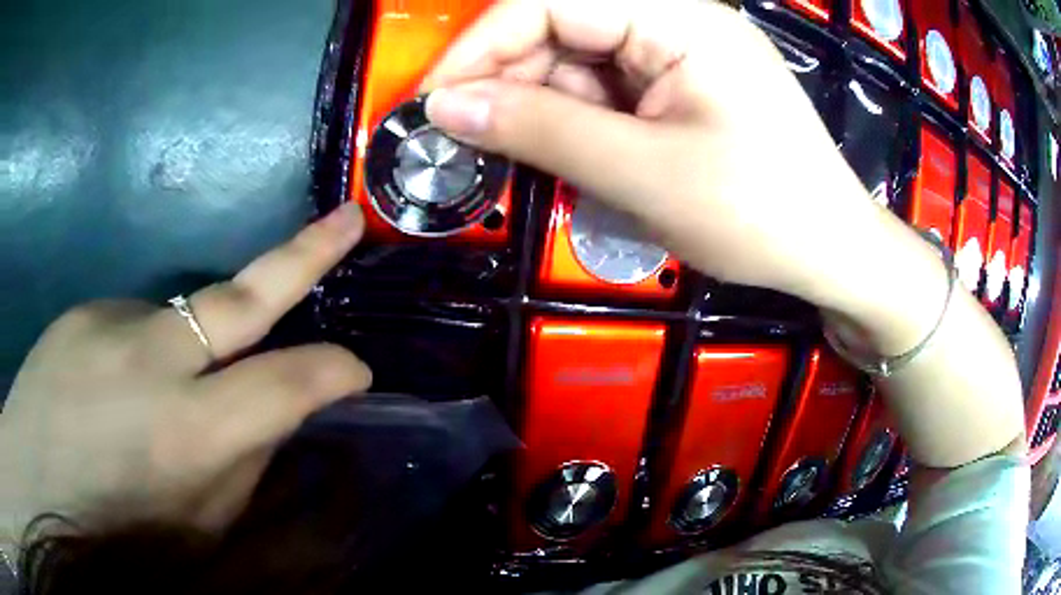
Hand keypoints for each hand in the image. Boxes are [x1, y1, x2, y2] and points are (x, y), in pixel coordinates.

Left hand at [0, 203, 371, 539]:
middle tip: (348, 220)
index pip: (287, 384)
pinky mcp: (85, 309)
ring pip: (182, 318)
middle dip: (305, 254)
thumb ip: (239, 471)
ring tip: (154, 401)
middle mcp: (153, 361)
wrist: (36, 482)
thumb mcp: (196, 535)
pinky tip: (113, 390)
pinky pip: (134, 327)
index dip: (333, 373)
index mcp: (188, 436)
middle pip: (244, 295)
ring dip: (192, 350)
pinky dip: (141, 355)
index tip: (356, 373)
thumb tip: (269, 419)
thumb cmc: (115, 536)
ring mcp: (112, 322)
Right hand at [420, 0, 912, 316]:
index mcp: (678, 16)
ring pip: (575, 61)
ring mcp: (678, 53)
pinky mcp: (678, 87)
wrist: (829, 251)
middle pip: (559, 26)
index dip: (479, 45)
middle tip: (464, 140)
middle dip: (505, 79)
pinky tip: (564, 155)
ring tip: (511, 156)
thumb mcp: (644, 172)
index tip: (433, 103)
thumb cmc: (759, 213)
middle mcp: (674, 20)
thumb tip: (443, 108)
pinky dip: (571, 121)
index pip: (549, 0)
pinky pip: (604, 89)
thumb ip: (540, 129)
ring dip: (536, 106)